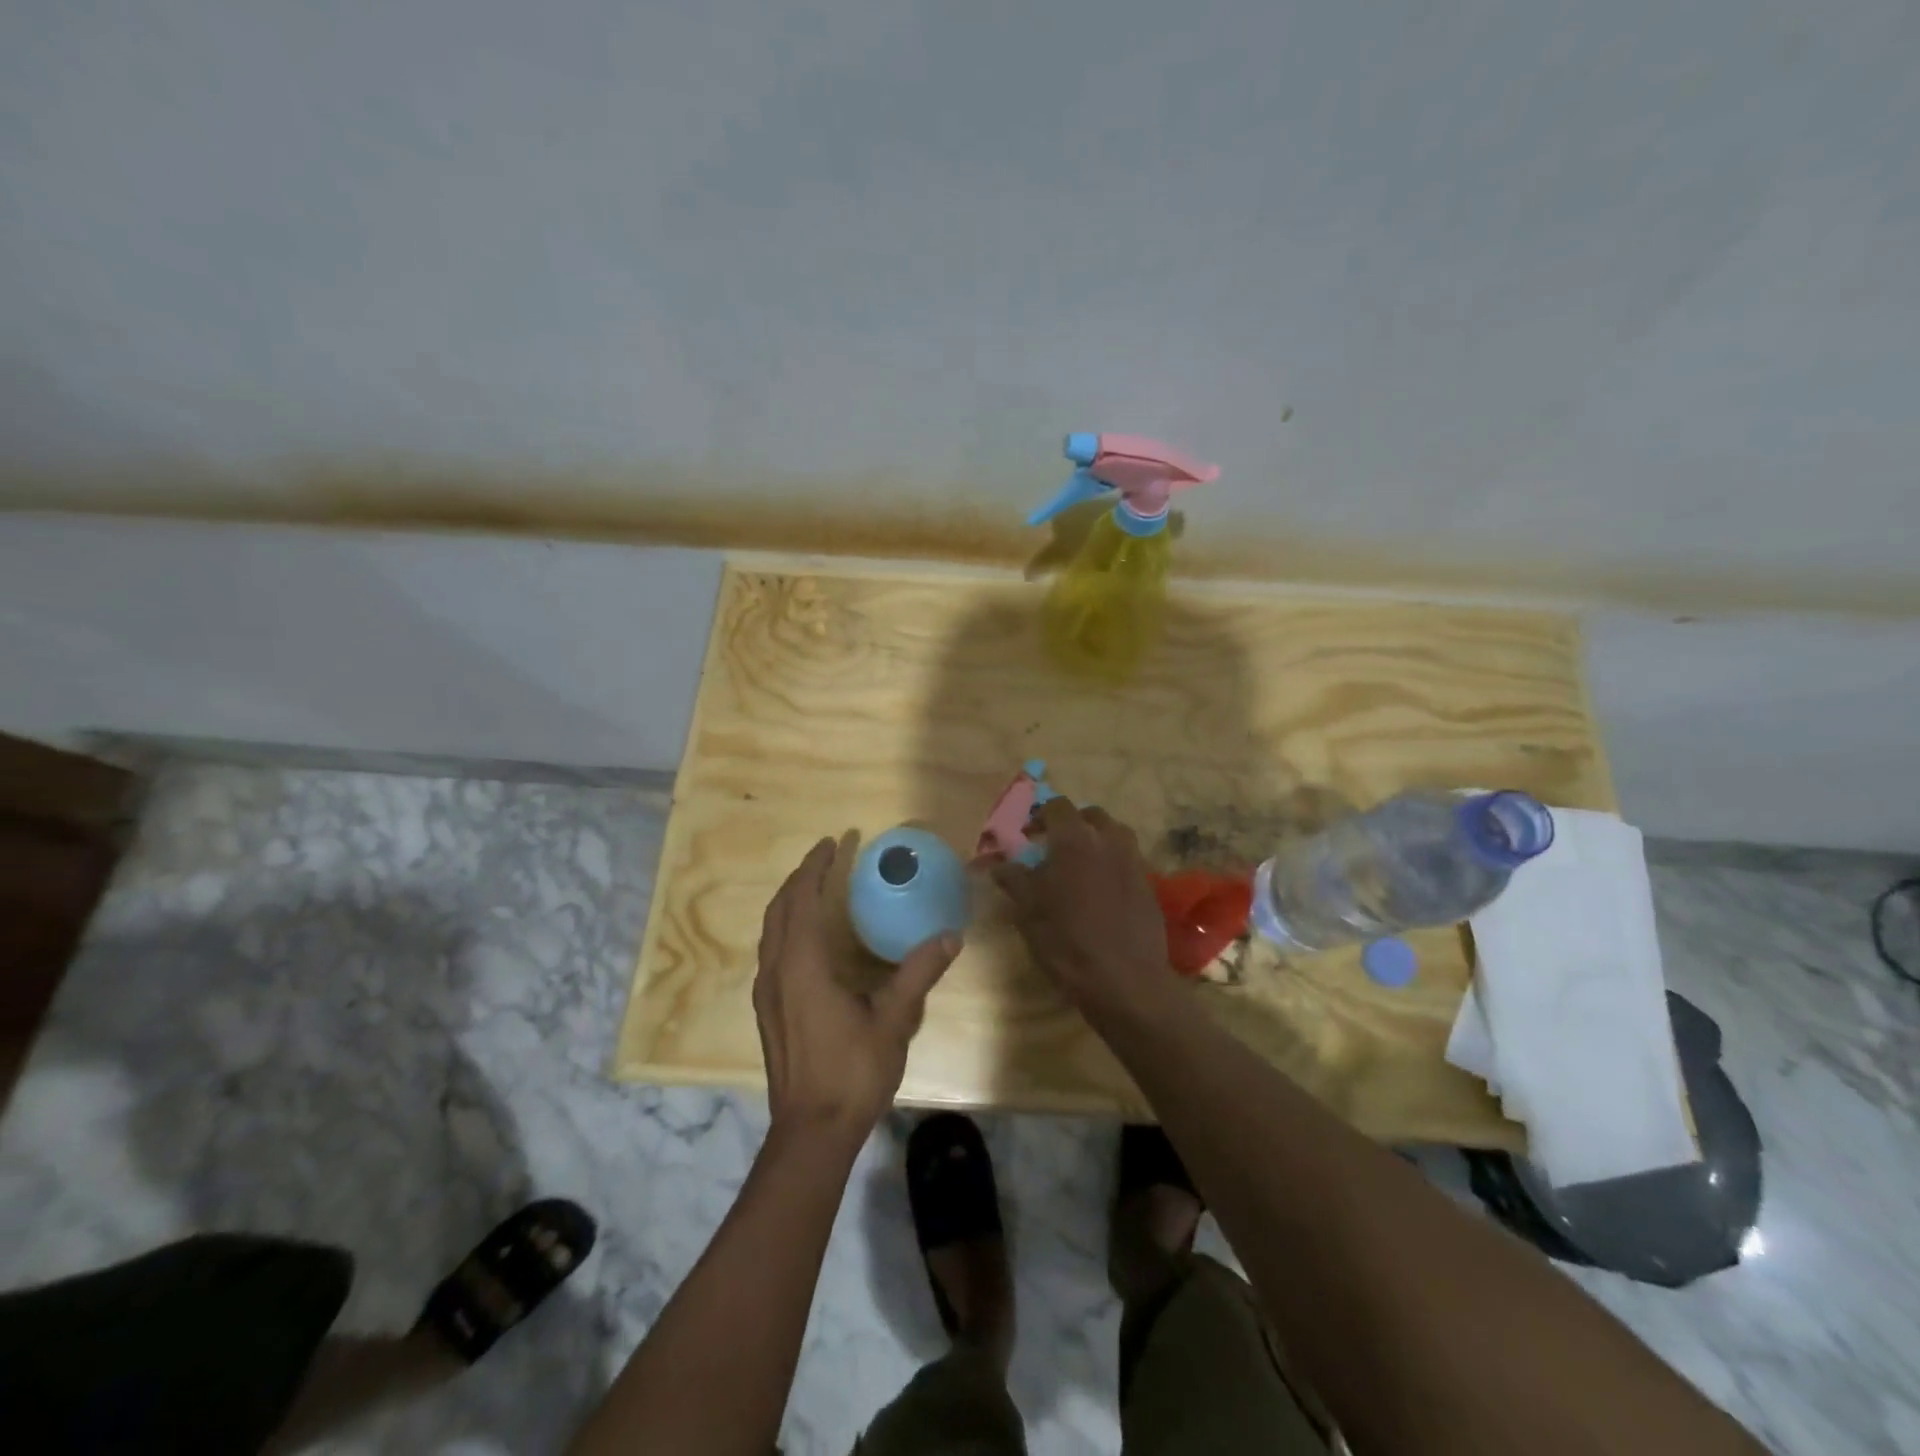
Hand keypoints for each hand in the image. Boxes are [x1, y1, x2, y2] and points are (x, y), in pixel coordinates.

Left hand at [754, 838, 960, 1140]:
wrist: (810, 1132)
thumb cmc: (851, 1072)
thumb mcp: (893, 1020)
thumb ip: (919, 972)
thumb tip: (951, 935)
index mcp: (802, 965)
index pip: (802, 900)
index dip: (815, 868)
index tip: (833, 843)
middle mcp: (776, 971)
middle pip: (780, 910)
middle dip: (800, 878)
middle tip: (826, 857)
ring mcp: (766, 993)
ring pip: (771, 931)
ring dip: (790, 902)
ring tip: (815, 888)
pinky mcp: (767, 1011)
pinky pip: (772, 951)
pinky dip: (787, 928)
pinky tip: (808, 939)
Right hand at [990, 800, 1172, 1013]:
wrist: (1125, 980)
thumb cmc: (1067, 941)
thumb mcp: (1029, 912)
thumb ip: (1015, 880)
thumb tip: (1000, 864)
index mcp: (1075, 839)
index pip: (1057, 807)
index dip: (1040, 816)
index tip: (1028, 835)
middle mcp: (1108, 840)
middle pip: (1091, 816)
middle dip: (1072, 824)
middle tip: (1054, 847)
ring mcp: (1133, 861)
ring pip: (1115, 835)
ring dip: (1096, 840)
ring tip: (1081, 864)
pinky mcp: (1149, 885)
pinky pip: (1128, 860)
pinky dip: (1113, 863)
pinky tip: (1101, 889)